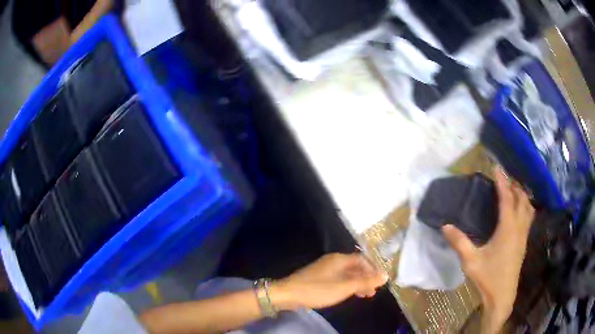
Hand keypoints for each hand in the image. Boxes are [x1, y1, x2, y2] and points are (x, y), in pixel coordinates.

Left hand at [270, 253, 387, 310]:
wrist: (288, 294)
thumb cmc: (318, 290)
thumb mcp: (344, 287)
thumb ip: (365, 281)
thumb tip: (385, 275)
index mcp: (339, 259)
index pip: (362, 260)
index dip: (372, 270)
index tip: (379, 282)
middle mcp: (333, 261)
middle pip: (355, 267)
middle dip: (366, 278)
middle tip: (373, 291)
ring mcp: (325, 269)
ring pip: (347, 274)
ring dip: (357, 283)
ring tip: (365, 295)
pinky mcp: (318, 278)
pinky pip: (338, 279)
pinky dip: (347, 286)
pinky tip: (349, 294)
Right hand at [442, 167, 534, 332]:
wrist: (502, 295)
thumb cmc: (488, 277)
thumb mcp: (470, 261)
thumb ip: (459, 242)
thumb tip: (445, 226)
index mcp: (507, 228)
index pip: (507, 198)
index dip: (502, 182)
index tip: (497, 168)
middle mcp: (519, 227)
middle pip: (521, 199)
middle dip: (514, 185)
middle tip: (504, 179)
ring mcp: (524, 235)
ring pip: (528, 207)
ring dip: (522, 195)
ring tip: (513, 190)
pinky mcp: (524, 242)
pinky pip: (529, 216)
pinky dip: (525, 206)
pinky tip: (519, 211)